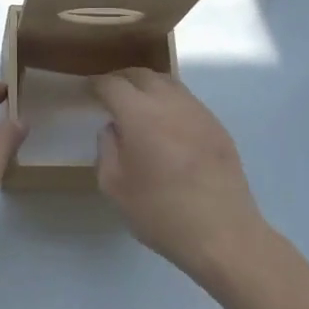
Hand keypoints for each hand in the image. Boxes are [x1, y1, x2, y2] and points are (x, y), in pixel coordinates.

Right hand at [92, 68, 267, 282]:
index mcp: (140, 114)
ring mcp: (198, 112)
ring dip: (148, 87)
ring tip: (137, 105)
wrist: (222, 233)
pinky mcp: (217, 126)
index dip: (96, 85)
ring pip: (169, 83)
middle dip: (122, 79)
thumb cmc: (161, 213)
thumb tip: (113, 129)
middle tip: (110, 94)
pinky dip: (170, 103)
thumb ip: (107, 150)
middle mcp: (170, 103)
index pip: (113, 85)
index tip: (86, 92)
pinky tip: (166, 125)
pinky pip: (188, 102)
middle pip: (142, 75)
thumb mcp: (115, 187)